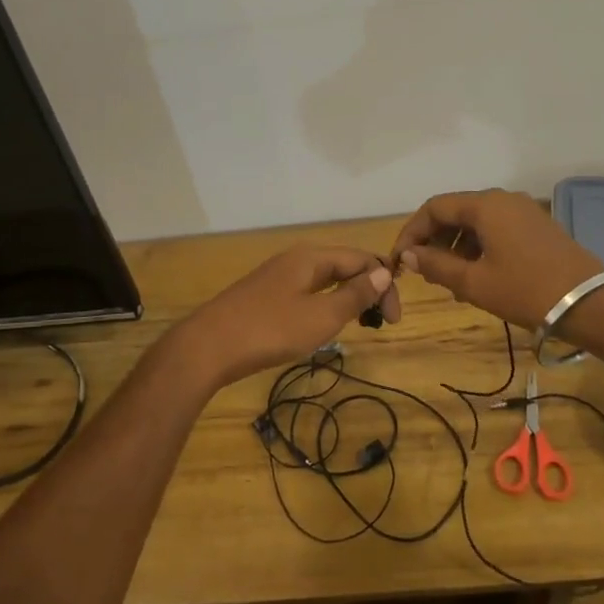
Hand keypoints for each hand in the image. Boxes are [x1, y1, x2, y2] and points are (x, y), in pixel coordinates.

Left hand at [158, 246, 395, 389]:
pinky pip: (307, 292)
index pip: (362, 259)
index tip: (394, 320)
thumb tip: (383, 272)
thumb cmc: (270, 330)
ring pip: (325, 280)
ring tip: (360, 324)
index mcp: (312, 257)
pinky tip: (324, 325)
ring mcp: (277, 277)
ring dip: (348, 298)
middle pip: (343, 266)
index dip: (384, 284)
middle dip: (368, 289)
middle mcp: (296, 259)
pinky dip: (325, 305)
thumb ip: (355, 294)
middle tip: (381, 323)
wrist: (209, 346)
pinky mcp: (265, 296)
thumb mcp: (321, 316)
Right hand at [392, 189, 603, 330]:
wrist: (590, 304)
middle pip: (455, 211)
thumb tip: (410, 255)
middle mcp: (502, 199)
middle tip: (424, 272)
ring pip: (476, 222)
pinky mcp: (537, 227)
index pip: (434, 207)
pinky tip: (477, 276)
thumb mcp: (474, 282)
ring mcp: (523, 211)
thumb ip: (436, 265)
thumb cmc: (525, 290)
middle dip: (434, 240)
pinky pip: (496, 229)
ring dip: (456, 246)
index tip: (401, 259)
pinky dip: (478, 247)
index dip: (412, 231)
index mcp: (484, 205)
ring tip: (450, 280)